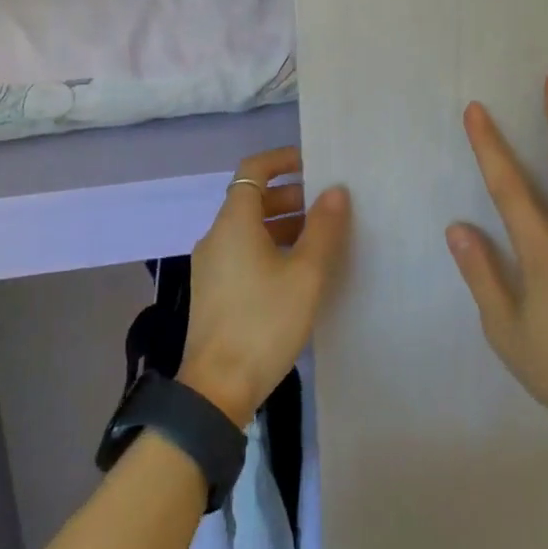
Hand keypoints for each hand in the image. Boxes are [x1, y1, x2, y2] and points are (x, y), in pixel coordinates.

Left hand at [179, 146, 350, 425]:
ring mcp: (211, 265)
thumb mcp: (305, 274)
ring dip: (282, 223)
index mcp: (234, 223)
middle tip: (327, 205)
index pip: (253, 170)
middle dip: (290, 195)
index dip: (282, 160)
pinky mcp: (214, 290)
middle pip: (252, 199)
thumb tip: (336, 191)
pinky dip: (270, 246)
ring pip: (249, 228)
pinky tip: (297, 270)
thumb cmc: (264, 322)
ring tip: (320, 238)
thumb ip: (323, 229)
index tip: (313, 164)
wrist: (217, 388)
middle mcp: (217, 236)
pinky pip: (243, 252)